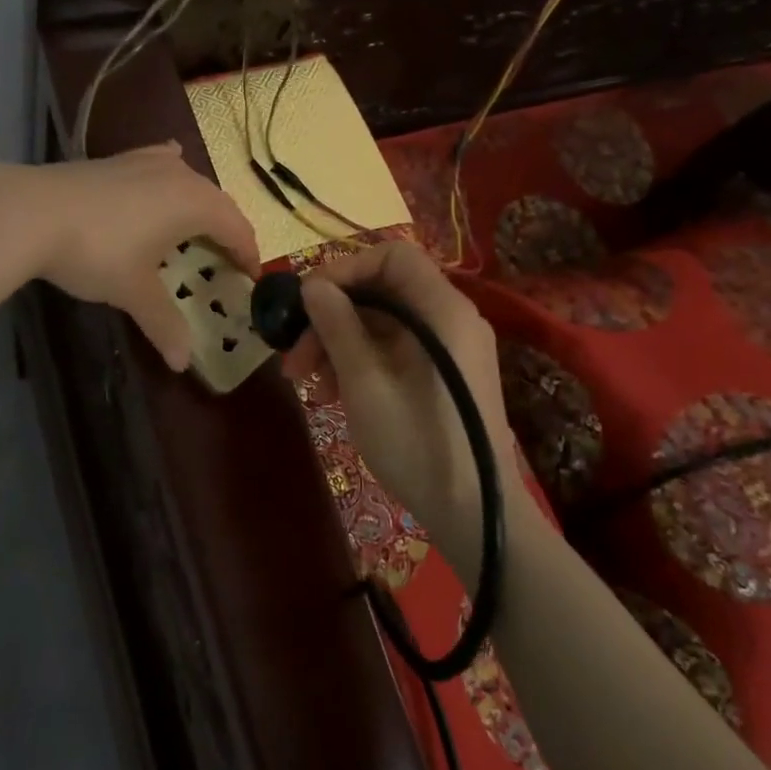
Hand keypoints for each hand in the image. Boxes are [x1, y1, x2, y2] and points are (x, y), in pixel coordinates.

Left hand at [14, 143, 260, 371]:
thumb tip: (182, 362)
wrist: (32, 212)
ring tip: (197, 229)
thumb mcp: (134, 291)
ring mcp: (148, 161)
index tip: (253, 277)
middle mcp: (181, 175)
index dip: (248, 254)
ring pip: (190, 182)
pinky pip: (161, 164)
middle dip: (228, 231)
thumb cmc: (98, 252)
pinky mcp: (120, 159)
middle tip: (228, 261)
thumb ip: (163, 323)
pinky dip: (171, 176)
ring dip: (201, 206)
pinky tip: (166, 173)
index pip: (237, 228)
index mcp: (196, 204)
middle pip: (218, 203)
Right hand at [280, 240, 526, 573]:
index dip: (345, 270)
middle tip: (295, 357)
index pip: (391, 256)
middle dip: (333, 317)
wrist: (475, 513)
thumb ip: (337, 325)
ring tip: (311, 385)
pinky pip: (399, 348)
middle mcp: (452, 317)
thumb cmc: (417, 442)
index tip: (307, 303)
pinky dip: (364, 360)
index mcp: (442, 309)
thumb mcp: (365, 381)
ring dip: (341, 343)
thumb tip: (313, 286)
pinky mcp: (447, 373)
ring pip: (386, 323)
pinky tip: (336, 393)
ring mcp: (452, 347)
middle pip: (384, 291)